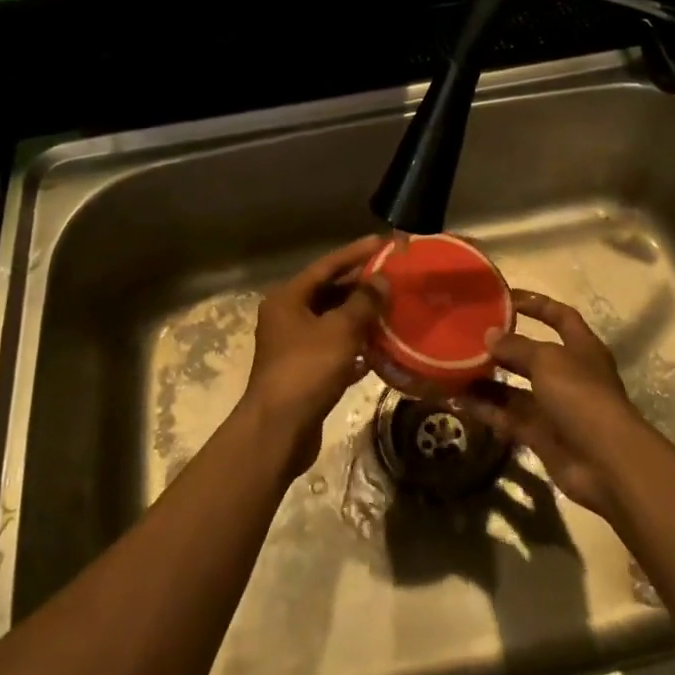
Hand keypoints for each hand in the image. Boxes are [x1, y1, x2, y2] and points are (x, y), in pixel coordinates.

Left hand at [244, 236, 386, 477]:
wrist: (279, 431)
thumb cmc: (306, 370)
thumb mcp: (340, 330)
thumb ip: (364, 302)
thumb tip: (382, 281)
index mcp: (288, 298)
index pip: (327, 266)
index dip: (356, 253)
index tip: (385, 243)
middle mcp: (288, 317)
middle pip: (329, 293)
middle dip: (362, 286)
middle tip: (395, 278)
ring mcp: (295, 346)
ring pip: (334, 322)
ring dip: (362, 317)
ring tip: (394, 309)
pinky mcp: (305, 373)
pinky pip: (335, 350)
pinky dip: (356, 347)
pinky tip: (382, 348)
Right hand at [462, 290, 651, 518]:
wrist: (605, 462)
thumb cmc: (581, 395)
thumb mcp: (547, 360)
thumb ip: (516, 346)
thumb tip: (490, 335)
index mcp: (581, 348)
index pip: (560, 316)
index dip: (537, 304)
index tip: (505, 298)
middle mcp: (569, 375)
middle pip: (532, 354)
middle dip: (503, 346)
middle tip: (468, 336)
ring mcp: (554, 407)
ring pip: (514, 389)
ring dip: (487, 380)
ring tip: (454, 368)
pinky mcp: (540, 435)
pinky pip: (507, 416)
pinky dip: (485, 409)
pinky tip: (458, 400)